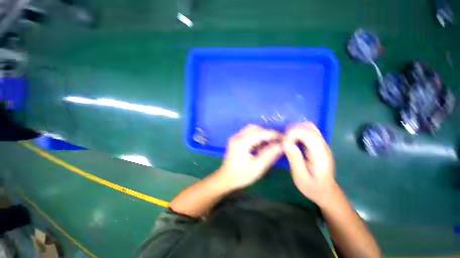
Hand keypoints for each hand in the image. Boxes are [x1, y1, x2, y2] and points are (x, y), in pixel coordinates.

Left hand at [217, 125, 282, 189]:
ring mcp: (235, 138)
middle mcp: (237, 137)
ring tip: (269, 144)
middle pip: (254, 128)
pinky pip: (248, 135)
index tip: (282, 137)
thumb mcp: (257, 167)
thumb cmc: (241, 175)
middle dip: (266, 133)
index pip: (259, 133)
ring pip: (251, 130)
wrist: (226, 179)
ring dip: (261, 135)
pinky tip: (260, 147)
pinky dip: (256, 138)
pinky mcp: (236, 141)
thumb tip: (280, 145)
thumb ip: (269, 155)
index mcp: (241, 143)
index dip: (272, 134)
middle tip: (276, 140)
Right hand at [282, 122, 335, 205]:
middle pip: (309, 127)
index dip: (293, 134)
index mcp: (320, 153)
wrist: (325, 192)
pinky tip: (292, 141)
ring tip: (287, 141)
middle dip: (293, 130)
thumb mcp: (301, 176)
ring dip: (295, 130)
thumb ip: (295, 159)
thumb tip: (286, 143)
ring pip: (309, 127)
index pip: (308, 133)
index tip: (284, 144)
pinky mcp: (318, 144)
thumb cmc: (312, 187)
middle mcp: (323, 145)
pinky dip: (297, 132)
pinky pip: (308, 132)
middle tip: (284, 141)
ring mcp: (322, 144)